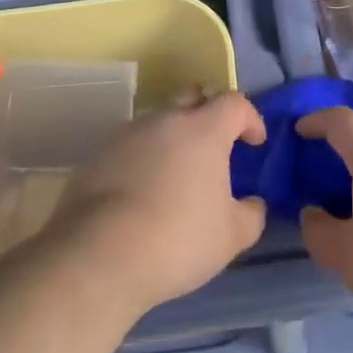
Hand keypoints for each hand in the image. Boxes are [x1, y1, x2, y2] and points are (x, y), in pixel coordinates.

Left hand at [53, 92, 268, 313]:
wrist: (98, 255)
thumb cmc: (178, 238)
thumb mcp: (231, 236)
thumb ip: (251, 214)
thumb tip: (253, 204)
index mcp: (204, 129)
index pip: (234, 103)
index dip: (250, 118)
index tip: (255, 142)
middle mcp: (166, 120)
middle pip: (193, 98)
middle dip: (208, 113)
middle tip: (215, 145)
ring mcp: (127, 134)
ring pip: (159, 122)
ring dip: (173, 138)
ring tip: (176, 173)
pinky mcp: (98, 155)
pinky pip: (131, 147)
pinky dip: (144, 159)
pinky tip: (143, 191)